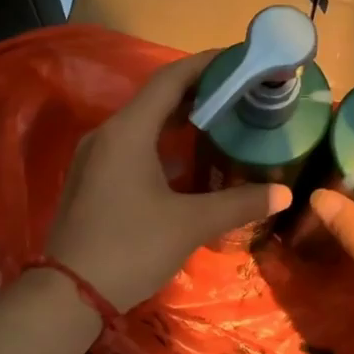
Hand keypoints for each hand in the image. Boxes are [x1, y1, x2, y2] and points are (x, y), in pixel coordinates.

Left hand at [47, 50, 290, 307]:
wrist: (69, 293)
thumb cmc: (131, 247)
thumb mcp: (190, 224)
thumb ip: (239, 204)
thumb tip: (284, 194)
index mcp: (128, 131)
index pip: (170, 79)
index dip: (207, 65)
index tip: (240, 60)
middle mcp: (107, 135)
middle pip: (156, 100)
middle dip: (199, 94)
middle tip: (240, 96)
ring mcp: (94, 158)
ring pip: (142, 126)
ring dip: (179, 123)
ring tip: (221, 125)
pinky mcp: (92, 181)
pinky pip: (131, 148)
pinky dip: (161, 146)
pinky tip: (187, 165)